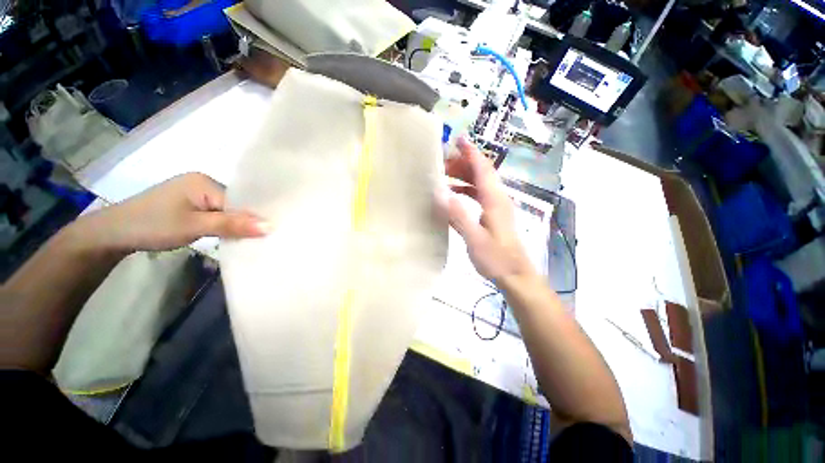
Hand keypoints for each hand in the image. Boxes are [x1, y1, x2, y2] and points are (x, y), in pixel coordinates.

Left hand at [75, 173, 267, 252]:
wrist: (112, 234)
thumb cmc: (152, 225)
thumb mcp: (194, 226)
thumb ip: (232, 225)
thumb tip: (271, 226)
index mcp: (205, 181)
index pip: (240, 200)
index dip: (254, 217)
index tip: (270, 234)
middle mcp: (203, 183)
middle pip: (235, 204)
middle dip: (246, 221)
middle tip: (263, 239)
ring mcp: (195, 194)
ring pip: (226, 210)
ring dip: (235, 225)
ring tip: (249, 239)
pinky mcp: (190, 205)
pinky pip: (216, 214)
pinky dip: (224, 225)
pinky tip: (229, 235)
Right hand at [445, 138, 531, 281]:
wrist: (515, 274)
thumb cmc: (496, 258)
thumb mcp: (474, 239)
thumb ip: (458, 216)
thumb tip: (442, 193)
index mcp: (494, 200)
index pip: (483, 169)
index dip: (471, 152)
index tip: (459, 139)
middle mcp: (497, 198)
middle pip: (481, 172)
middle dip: (463, 163)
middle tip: (442, 162)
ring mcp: (497, 207)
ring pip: (480, 183)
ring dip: (463, 176)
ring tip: (444, 176)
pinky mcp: (494, 215)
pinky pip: (479, 195)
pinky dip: (466, 190)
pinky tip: (453, 196)